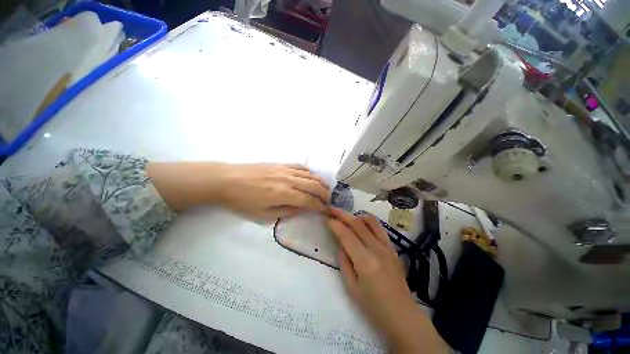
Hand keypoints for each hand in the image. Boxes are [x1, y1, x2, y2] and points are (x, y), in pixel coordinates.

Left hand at [147, 162, 329, 219]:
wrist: (227, 180)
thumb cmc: (243, 201)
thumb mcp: (263, 215)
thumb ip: (285, 212)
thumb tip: (301, 209)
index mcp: (284, 194)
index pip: (309, 200)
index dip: (319, 206)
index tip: (325, 210)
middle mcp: (289, 180)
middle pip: (313, 185)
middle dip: (324, 193)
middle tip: (328, 200)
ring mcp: (285, 169)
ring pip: (310, 174)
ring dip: (320, 182)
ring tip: (325, 188)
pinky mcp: (281, 163)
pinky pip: (300, 166)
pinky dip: (309, 172)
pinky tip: (311, 176)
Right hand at [326, 208, 448, 353]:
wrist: (403, 316)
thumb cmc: (373, 307)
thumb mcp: (351, 287)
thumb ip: (344, 261)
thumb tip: (340, 243)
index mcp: (365, 262)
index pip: (346, 235)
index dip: (334, 224)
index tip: (326, 217)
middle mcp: (377, 249)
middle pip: (357, 224)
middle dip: (342, 214)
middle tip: (331, 209)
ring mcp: (387, 247)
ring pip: (370, 222)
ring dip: (356, 216)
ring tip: (346, 217)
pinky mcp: (393, 248)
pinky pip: (380, 228)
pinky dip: (368, 222)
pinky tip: (362, 224)